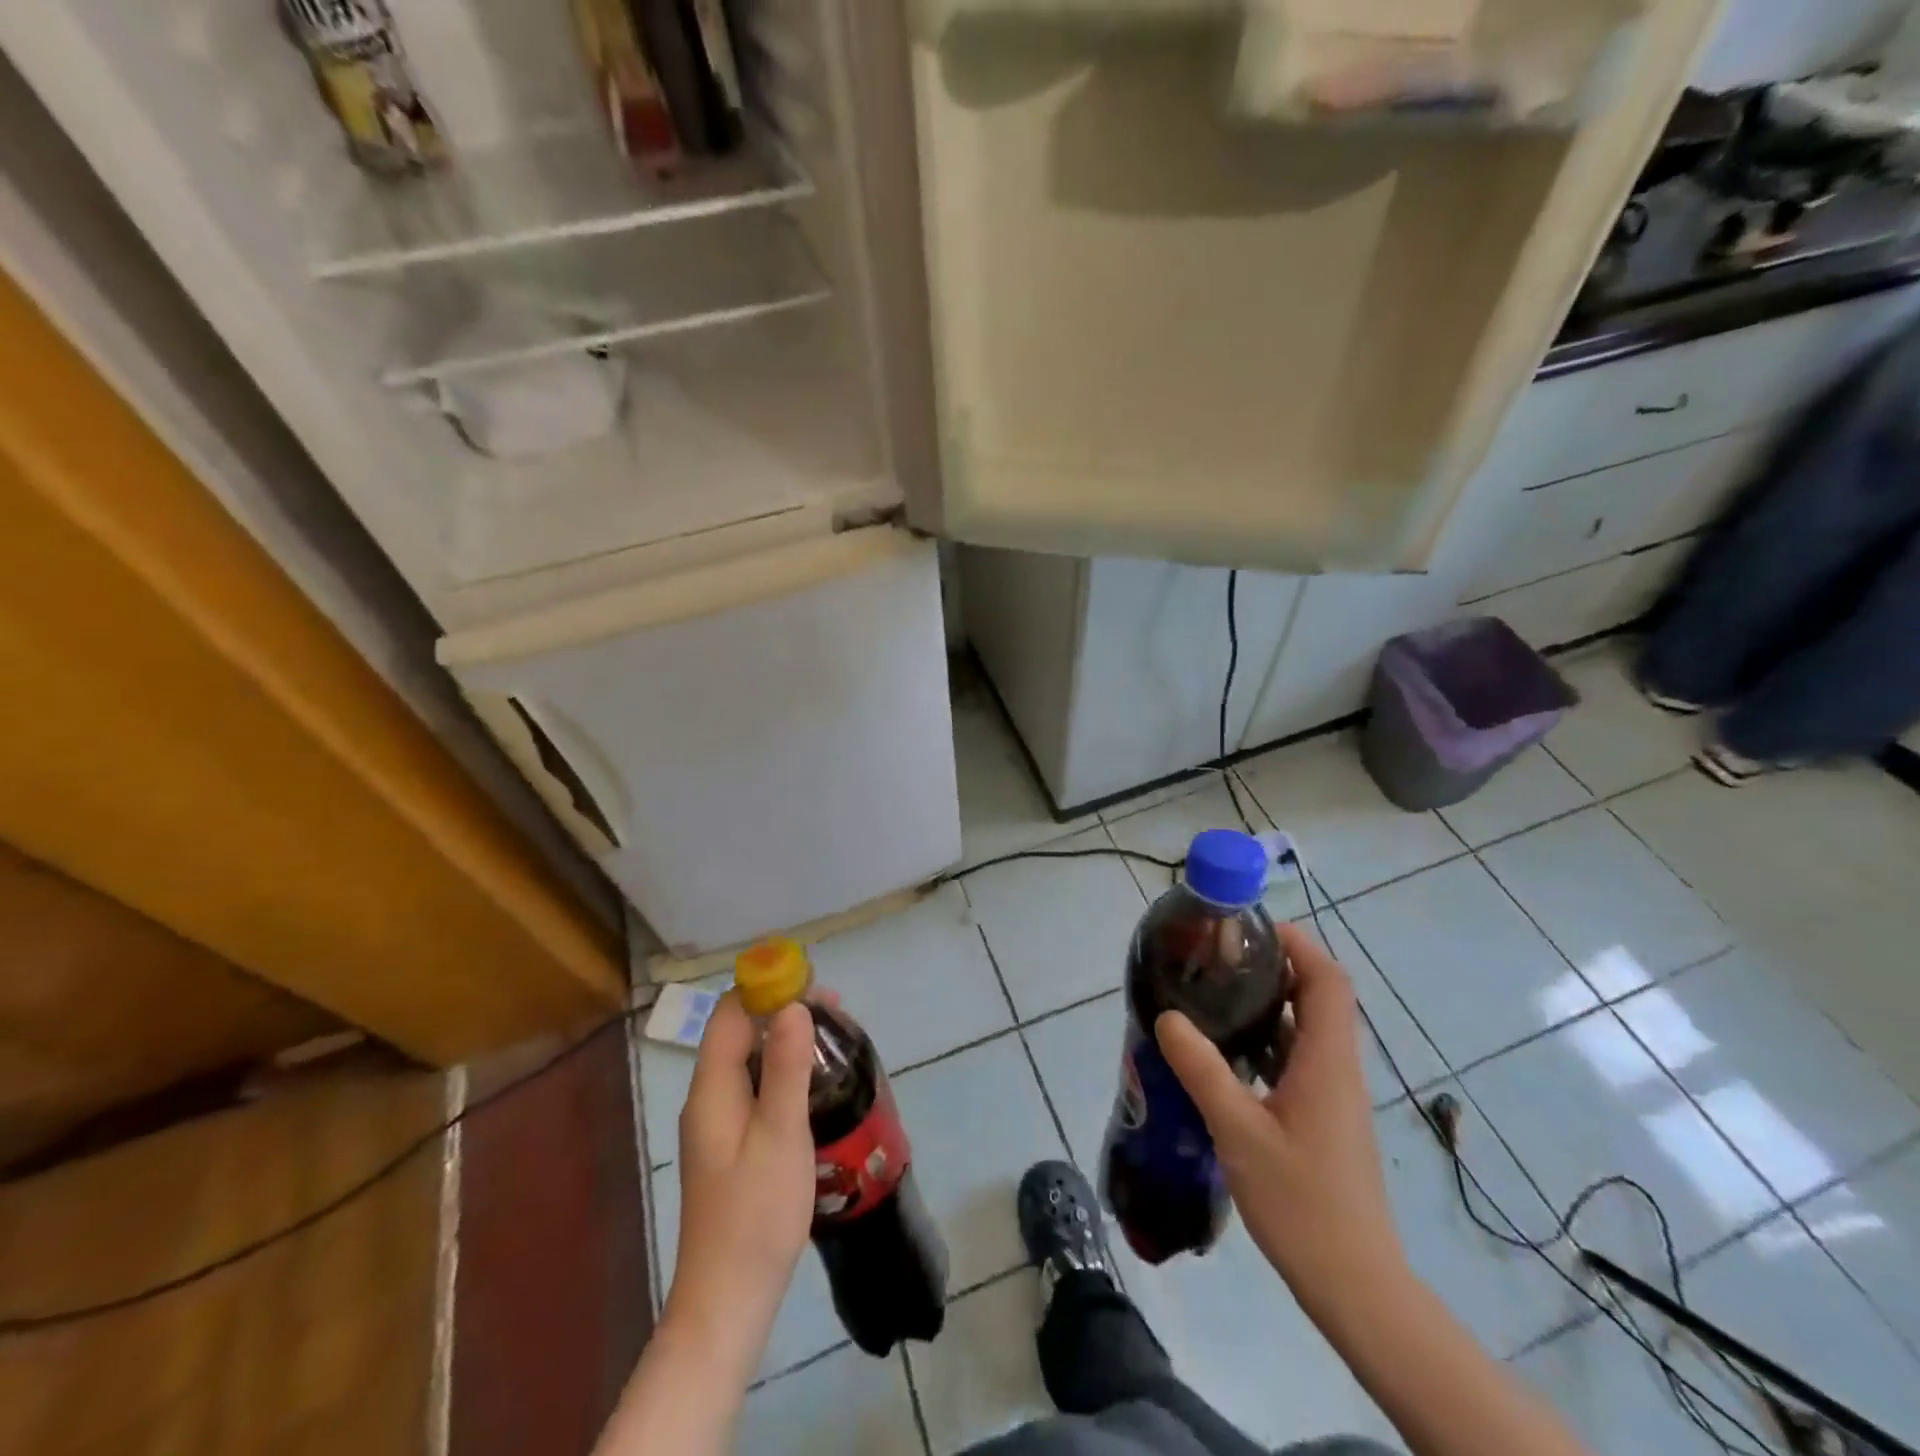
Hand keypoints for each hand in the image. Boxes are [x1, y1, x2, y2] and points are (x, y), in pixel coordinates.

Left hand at [663, 993, 817, 1374]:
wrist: (728, 1300)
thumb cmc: (756, 1213)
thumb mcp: (780, 1134)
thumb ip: (785, 1068)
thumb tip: (792, 1005)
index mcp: (712, 1089)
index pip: (729, 1014)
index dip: (764, 988)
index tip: (810, 981)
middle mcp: (709, 1098)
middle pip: (739, 1033)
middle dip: (781, 1010)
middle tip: (833, 1009)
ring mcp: (719, 1123)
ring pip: (749, 1060)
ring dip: (784, 1038)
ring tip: (832, 1034)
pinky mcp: (733, 1144)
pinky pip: (755, 1087)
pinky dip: (782, 1069)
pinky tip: (813, 1081)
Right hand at [1156, 923, 1406, 1321]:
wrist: (1355, 1285)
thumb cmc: (1302, 1202)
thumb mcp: (1240, 1131)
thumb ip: (1202, 1070)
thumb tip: (1168, 1015)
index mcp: (1327, 1060)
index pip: (1328, 980)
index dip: (1297, 944)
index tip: (1251, 929)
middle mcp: (1336, 1068)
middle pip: (1315, 997)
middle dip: (1273, 968)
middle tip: (1218, 958)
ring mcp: (1332, 1095)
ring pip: (1303, 1030)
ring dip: (1266, 1005)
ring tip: (1212, 994)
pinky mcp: (1322, 1118)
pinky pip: (1296, 1059)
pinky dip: (1264, 1042)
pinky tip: (1223, 1053)